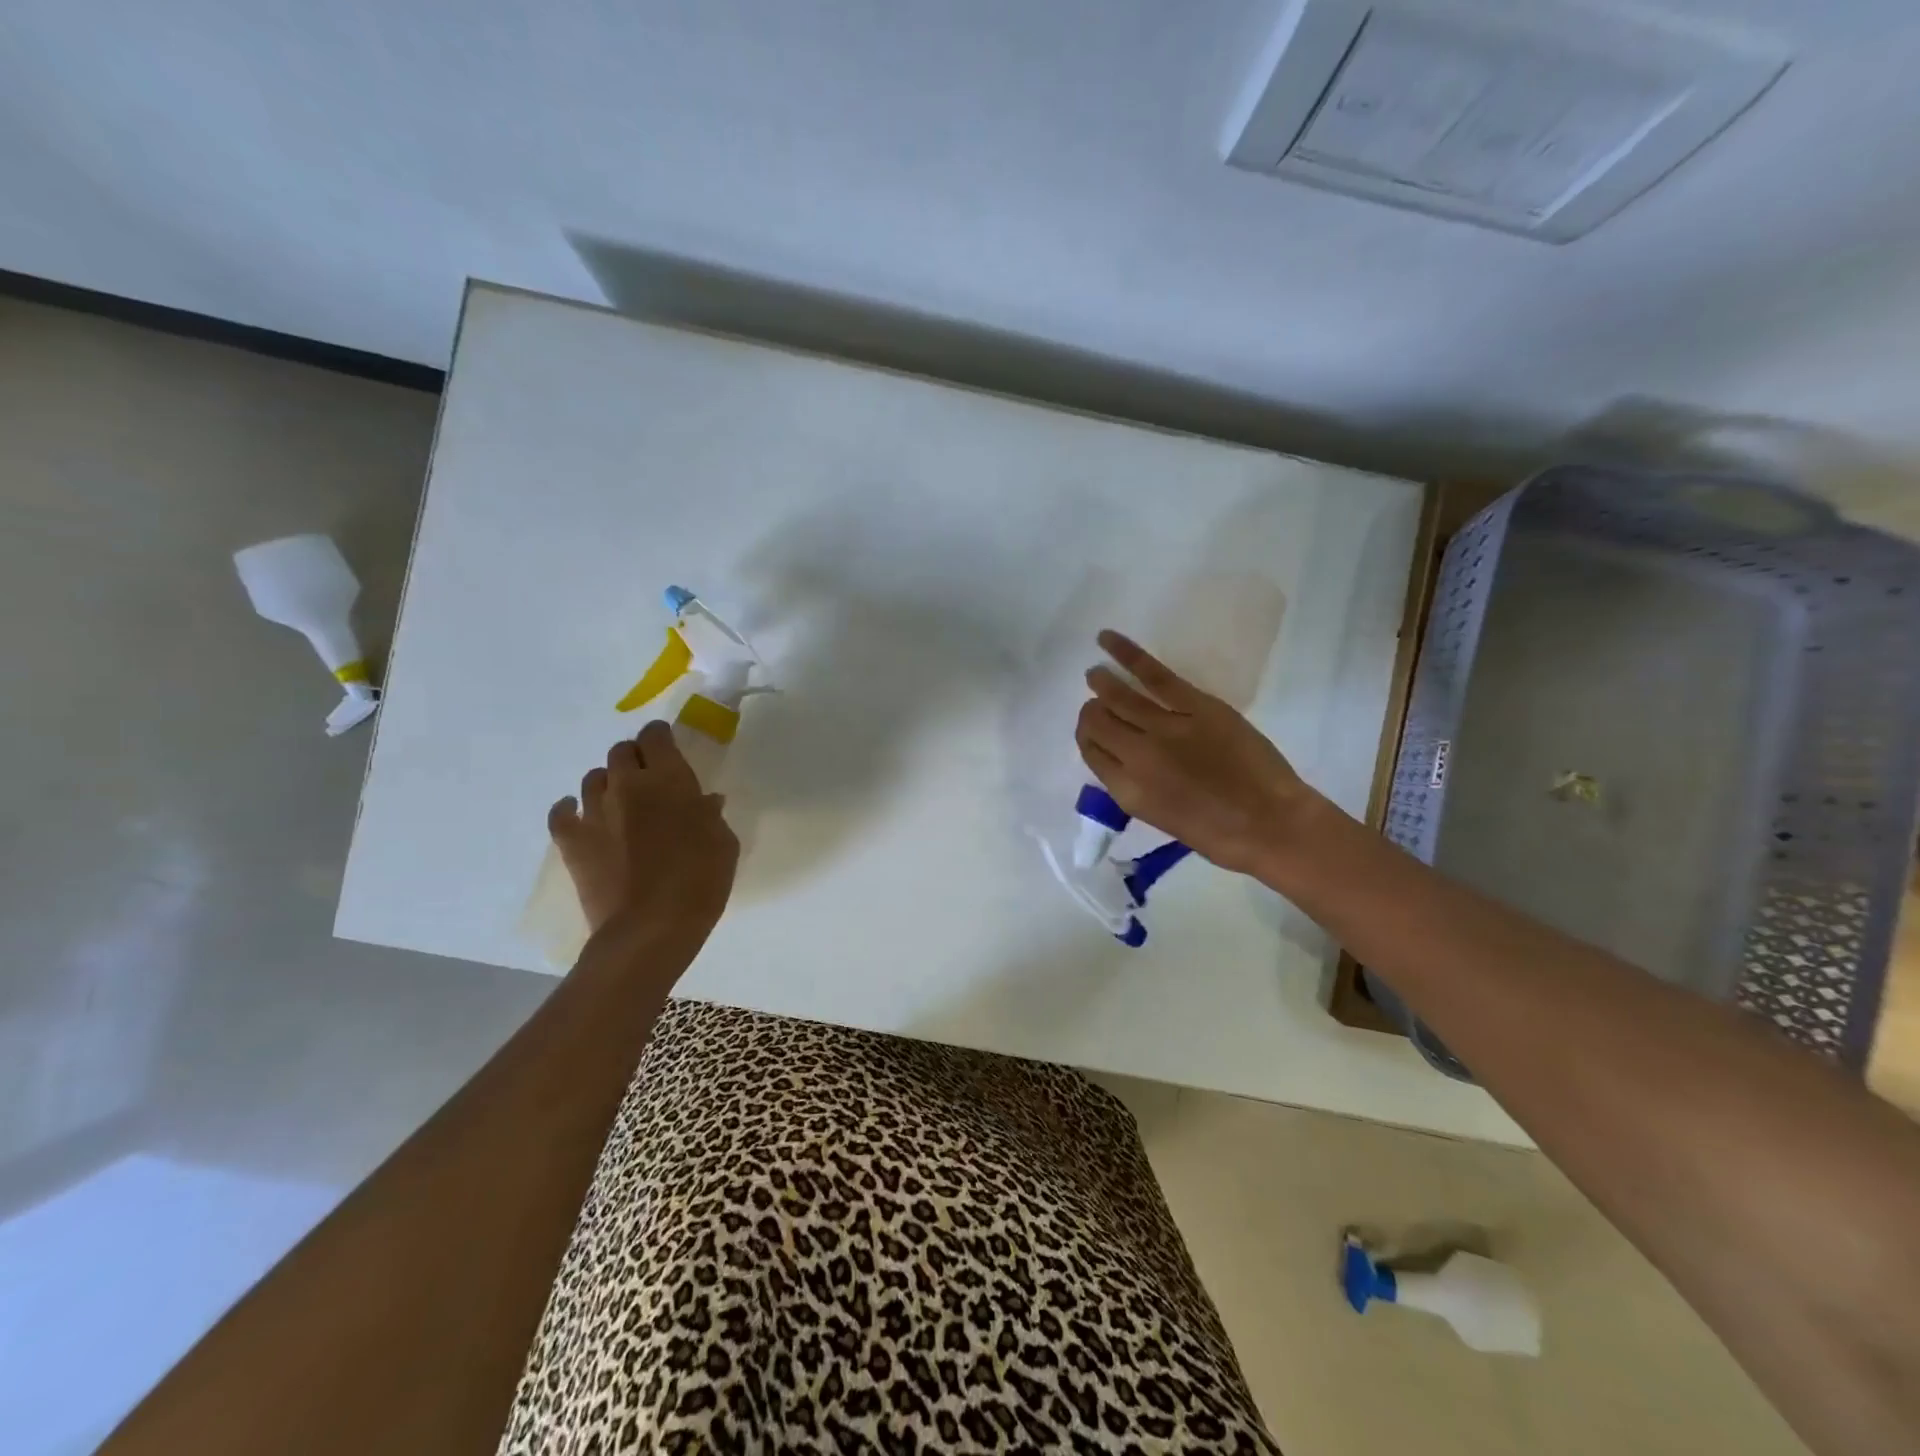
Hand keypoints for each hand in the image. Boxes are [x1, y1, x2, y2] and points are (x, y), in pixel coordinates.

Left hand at [548, 720, 738, 944]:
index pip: (656, 737)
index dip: (660, 737)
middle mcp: (628, 785)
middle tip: (649, 778)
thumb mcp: (723, 844)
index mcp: (668, 780)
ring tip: (619, 801)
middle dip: (635, 758)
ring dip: (608, 783)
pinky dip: (568, 808)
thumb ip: (710, 815)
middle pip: (621, 752)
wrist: (651, 927)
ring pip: (592, 778)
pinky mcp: (572, 841)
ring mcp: (594, 812)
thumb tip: (703, 802)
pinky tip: (578, 813)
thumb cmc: (700, 881)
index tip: (668, 747)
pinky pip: (561, 812)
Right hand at [1076, 630, 1314, 874]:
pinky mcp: (1195, 706)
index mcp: (1127, 790)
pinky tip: (1107, 639)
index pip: (1090, 751)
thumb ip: (1136, 785)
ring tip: (1097, 674)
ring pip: (1118, 697)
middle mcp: (1136, 756)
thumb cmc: (1218, 834)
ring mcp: (1165, 728)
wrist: (1270, 825)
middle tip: (1098, 702)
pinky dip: (1126, 653)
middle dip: (1092, 711)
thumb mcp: (1161, 817)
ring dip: (1102, 682)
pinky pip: (1153, 675)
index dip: (1088, 736)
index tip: (1096, 729)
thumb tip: (1123, 756)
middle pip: (1097, 722)